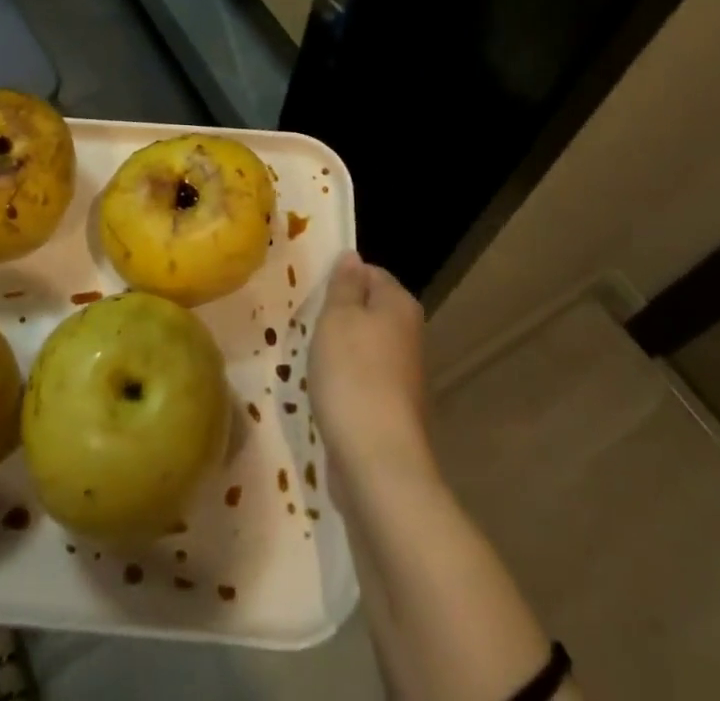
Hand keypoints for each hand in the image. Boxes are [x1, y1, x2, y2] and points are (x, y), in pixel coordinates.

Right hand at [308, 251, 435, 503]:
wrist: (378, 462)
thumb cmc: (353, 375)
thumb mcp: (337, 318)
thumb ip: (344, 284)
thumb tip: (352, 256)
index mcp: (400, 305)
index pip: (370, 272)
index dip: (341, 280)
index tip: (314, 298)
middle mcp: (410, 334)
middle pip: (369, 311)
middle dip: (338, 318)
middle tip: (309, 330)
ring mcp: (405, 375)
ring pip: (365, 348)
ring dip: (339, 354)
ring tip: (313, 366)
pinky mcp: (395, 410)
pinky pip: (365, 381)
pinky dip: (346, 385)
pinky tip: (327, 397)